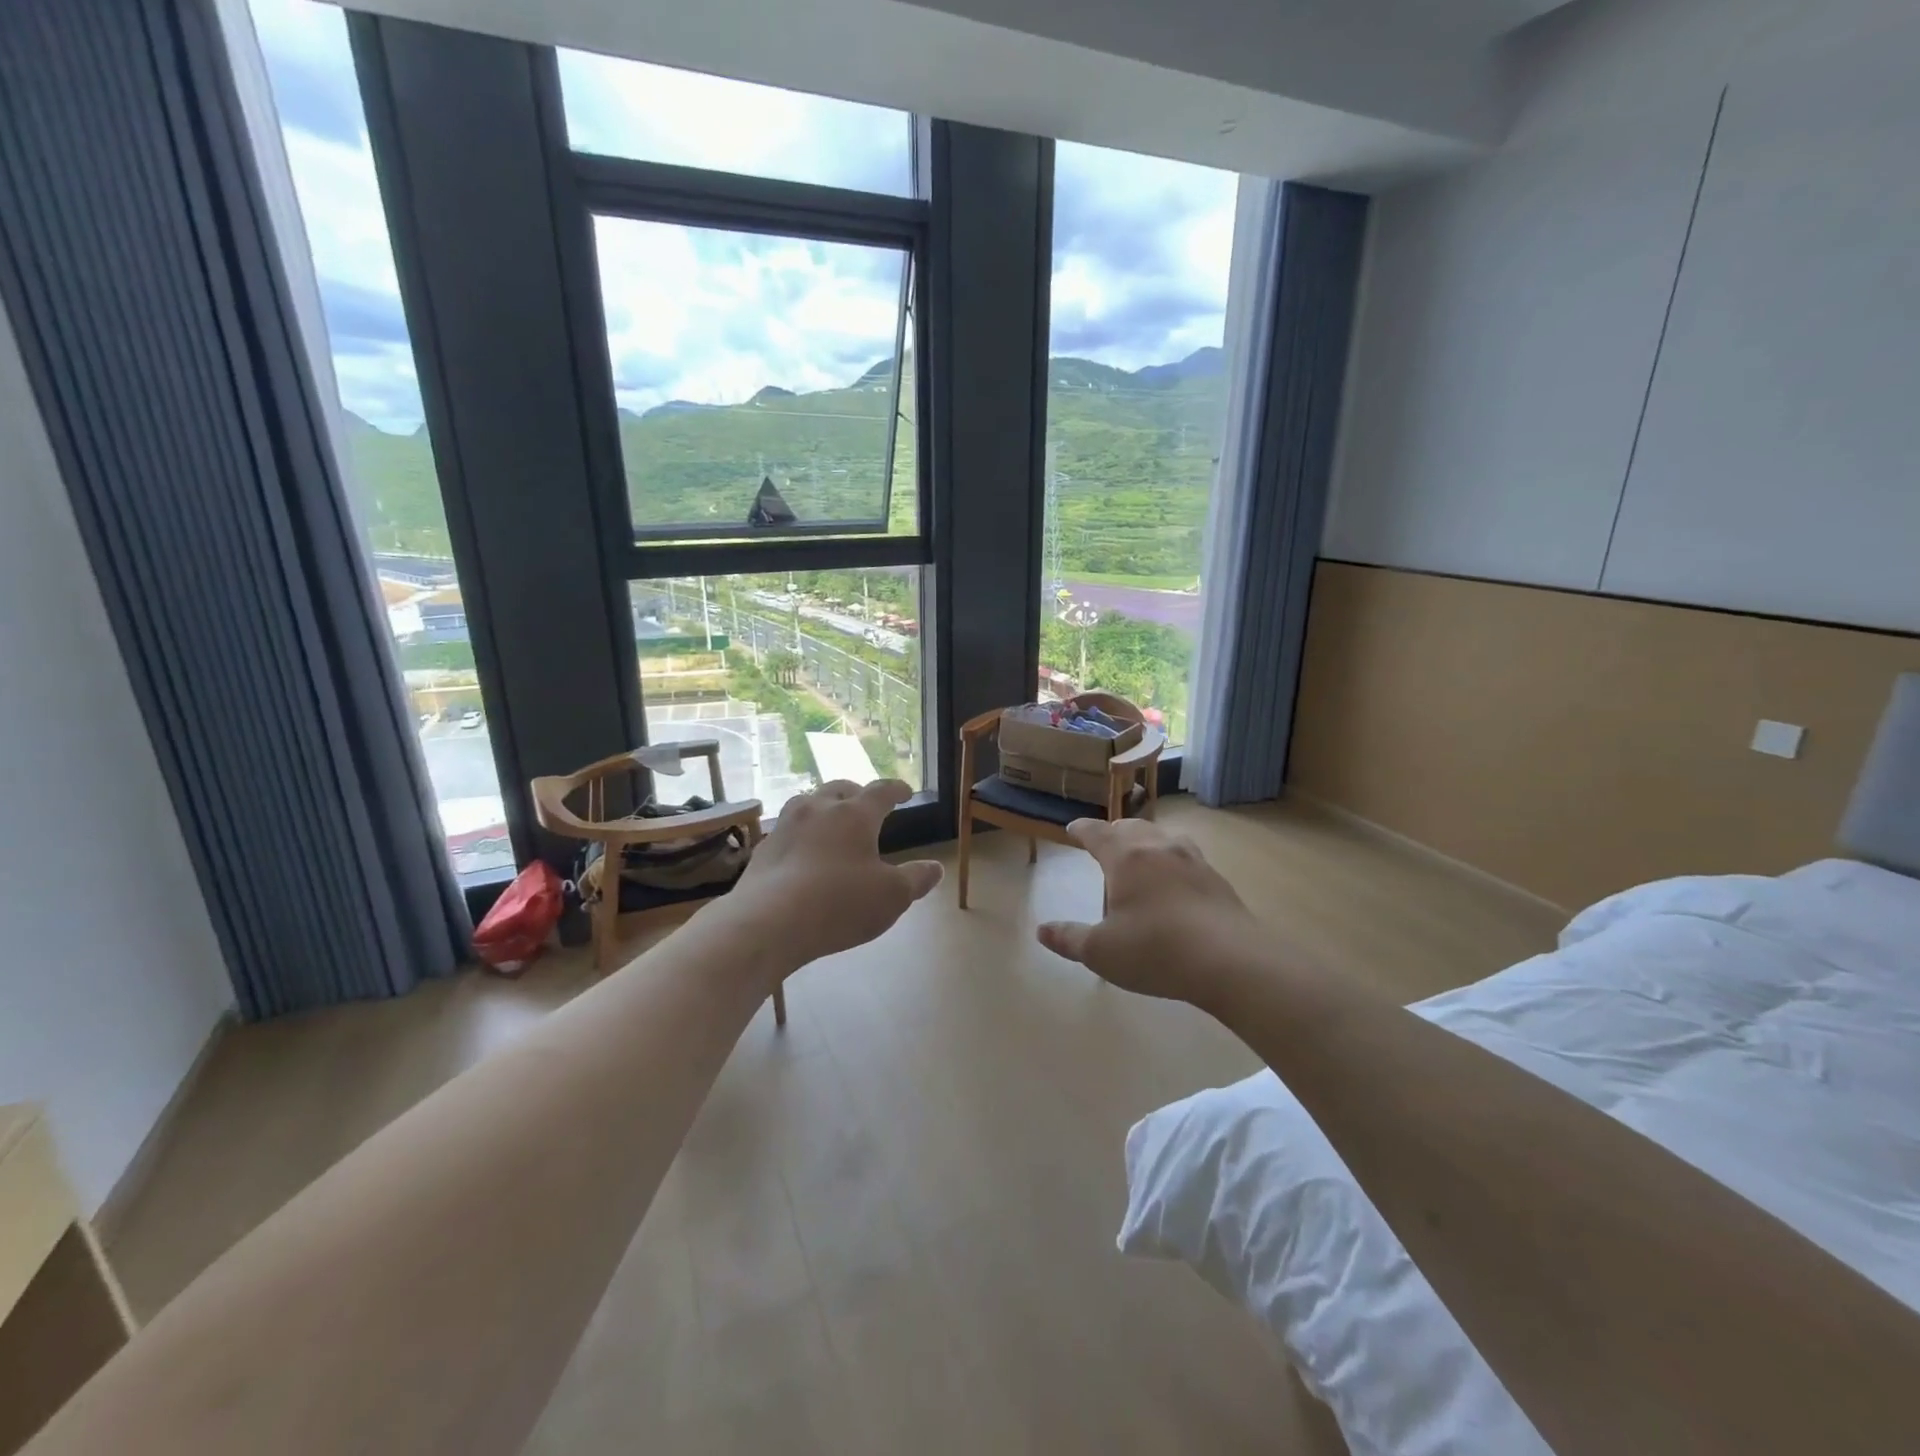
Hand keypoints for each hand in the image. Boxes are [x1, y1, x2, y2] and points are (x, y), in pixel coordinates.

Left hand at [729, 779, 942, 973]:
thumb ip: (916, 879)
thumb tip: (935, 868)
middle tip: (865, 803)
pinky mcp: (764, 849)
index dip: (896, 789)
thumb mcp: (892, 897)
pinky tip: (803, 852)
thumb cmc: (839, 904)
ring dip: (823, 807)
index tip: (905, 790)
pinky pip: (788, 830)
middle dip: (856, 793)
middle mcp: (818, 809)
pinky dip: (801, 834)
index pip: (881, 791)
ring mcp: (786, 826)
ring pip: (808, 803)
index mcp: (855, 815)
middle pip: (840, 789)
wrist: (767, 923)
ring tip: (831, 822)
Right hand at [1037, 818, 1263, 1008]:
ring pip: (1163, 836)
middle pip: (1131, 827)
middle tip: (1105, 843)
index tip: (1073, 828)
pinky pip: (1187, 856)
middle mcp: (1158, 848)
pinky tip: (1175, 879)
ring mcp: (1192, 859)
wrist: (1230, 961)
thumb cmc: (1155, 950)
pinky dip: (1172, 859)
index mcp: (1125, 857)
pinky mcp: (1216, 878)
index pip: (1097, 832)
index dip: (1082, 829)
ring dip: (1146, 840)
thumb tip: (1042, 930)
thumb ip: (1069, 938)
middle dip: (1114, 832)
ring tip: (1141, 855)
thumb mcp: (1101, 952)